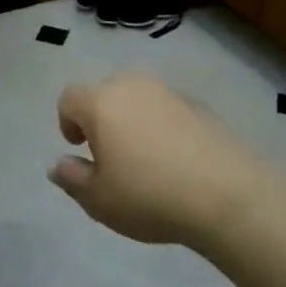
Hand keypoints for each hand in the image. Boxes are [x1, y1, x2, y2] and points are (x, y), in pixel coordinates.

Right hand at [48, 73, 272, 249]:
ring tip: (144, 158)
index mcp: (102, 103)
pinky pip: (166, 108)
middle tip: (110, 156)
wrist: (227, 194)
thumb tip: (58, 164)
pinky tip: (175, 160)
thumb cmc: (150, 196)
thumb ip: (72, 178)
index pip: (70, 97)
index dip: (67, 121)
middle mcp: (132, 86)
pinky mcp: (198, 104)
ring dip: (131, 119)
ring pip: (137, 98)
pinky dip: (161, 125)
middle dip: (100, 118)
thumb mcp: (100, 200)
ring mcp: (168, 92)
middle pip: (104, 92)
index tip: (78, 148)